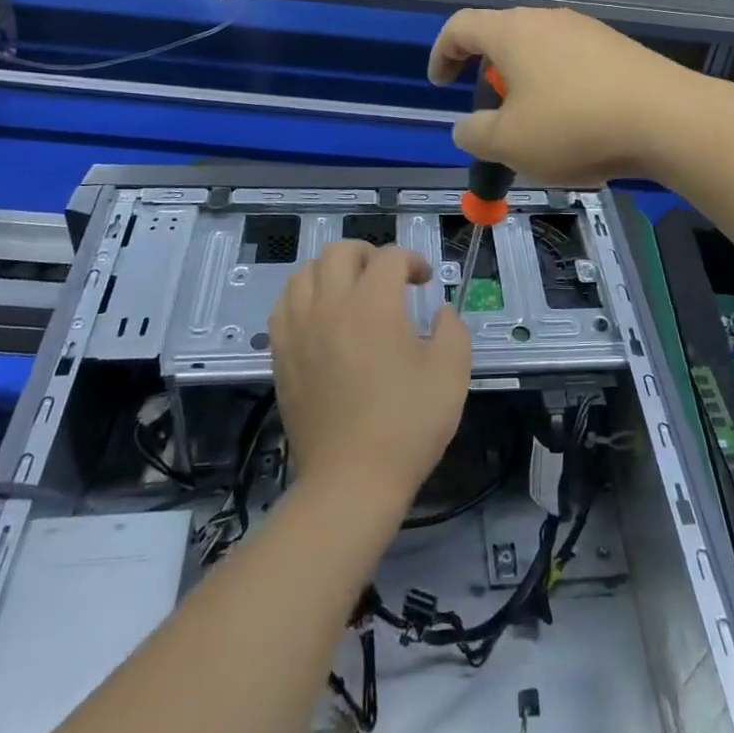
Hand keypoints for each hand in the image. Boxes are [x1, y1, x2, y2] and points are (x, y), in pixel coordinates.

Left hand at [269, 242, 471, 509]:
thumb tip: (441, 312)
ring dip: (331, 271)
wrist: (352, 481)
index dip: (412, 261)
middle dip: (369, 255)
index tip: (425, 282)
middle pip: (340, 252)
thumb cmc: (407, 424)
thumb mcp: (451, 372)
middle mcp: (331, 305)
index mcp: (374, 303)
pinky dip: (303, 297)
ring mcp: (300, 329)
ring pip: (305, 273)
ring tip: (350, 292)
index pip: (390, 257)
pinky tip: (320, 317)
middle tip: (387, 278)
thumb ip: (452, 329)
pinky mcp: (281, 355)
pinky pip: (283, 306)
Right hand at [428, 7, 701, 185]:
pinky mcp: (619, 49)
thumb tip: (466, 127)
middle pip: (504, 40)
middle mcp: (549, 20)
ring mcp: (588, 31)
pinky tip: (580, 130)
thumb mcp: (509, 143)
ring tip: (540, 133)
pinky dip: (562, 93)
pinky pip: (575, 67)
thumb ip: (474, 134)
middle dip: (490, 80)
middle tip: (495, 119)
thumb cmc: (573, 126)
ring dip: (529, 90)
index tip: (440, 85)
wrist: (667, 119)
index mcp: (513, 32)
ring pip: (542, 56)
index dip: (442, 54)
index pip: (460, 27)